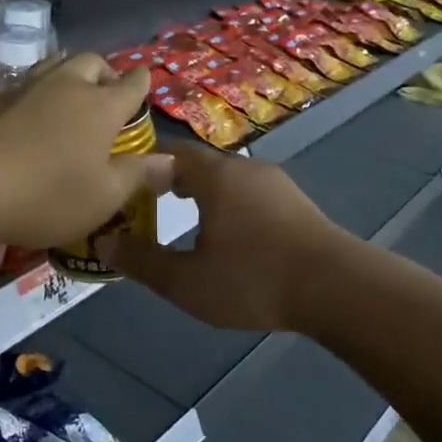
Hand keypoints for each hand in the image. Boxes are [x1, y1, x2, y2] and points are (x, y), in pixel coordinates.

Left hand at [0, 54, 171, 250]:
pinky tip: (37, 114)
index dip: (142, 82)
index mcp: (102, 106)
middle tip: (107, 97)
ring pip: (57, 64)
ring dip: (72, 75)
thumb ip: (137, 174)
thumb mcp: (103, 196)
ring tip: (74, 99)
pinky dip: (42, 91)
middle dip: (106, 73)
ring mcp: (29, 88)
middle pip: (92, 62)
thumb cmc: (49, 194)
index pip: (131, 83)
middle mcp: (68, 86)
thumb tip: (169, 160)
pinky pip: (30, 82)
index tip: (145, 84)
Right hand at [97, 143, 354, 332]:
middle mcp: (244, 168)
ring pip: (227, 178)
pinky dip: (228, 204)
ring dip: (202, 192)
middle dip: (170, 179)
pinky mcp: (295, 202)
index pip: (168, 153)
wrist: (338, 288)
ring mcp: (275, 183)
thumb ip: (143, 261)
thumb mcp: (186, 282)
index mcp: (214, 176)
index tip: (122, 184)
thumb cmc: (253, 279)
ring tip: (184, 218)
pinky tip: (228, 234)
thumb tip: (104, 242)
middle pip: (198, 163)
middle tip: (147, 204)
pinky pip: (249, 192)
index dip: (142, 164)